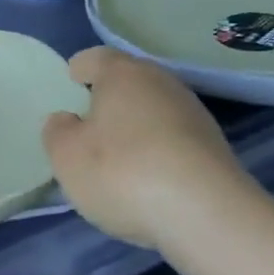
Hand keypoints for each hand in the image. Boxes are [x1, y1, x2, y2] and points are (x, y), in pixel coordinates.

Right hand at [42, 47, 266, 248]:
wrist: (208, 216)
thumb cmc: (123, 172)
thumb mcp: (66, 155)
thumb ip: (58, 131)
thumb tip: (68, 120)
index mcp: (122, 74)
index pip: (95, 58)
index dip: (80, 69)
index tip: (70, 83)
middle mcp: (161, 83)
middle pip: (130, 81)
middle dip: (110, 97)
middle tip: (89, 121)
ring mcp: (194, 115)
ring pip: (154, 109)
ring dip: (137, 125)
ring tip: (119, 155)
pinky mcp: (216, 148)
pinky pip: (175, 138)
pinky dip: (159, 150)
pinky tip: (149, 177)